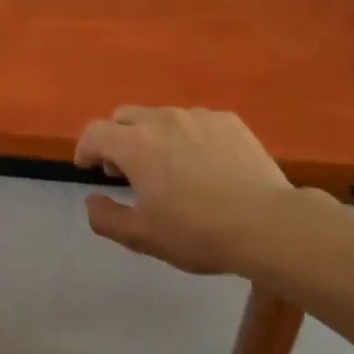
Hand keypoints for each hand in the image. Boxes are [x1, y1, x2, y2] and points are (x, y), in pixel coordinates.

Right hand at [75, 107, 305, 276]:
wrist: (268, 224)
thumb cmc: (198, 233)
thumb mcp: (143, 237)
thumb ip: (106, 218)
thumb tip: (92, 200)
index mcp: (135, 145)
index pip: (94, 132)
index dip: (85, 149)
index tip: (88, 167)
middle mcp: (162, 119)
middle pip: (125, 117)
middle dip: (117, 139)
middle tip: (126, 170)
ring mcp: (198, 116)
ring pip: (162, 117)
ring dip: (153, 137)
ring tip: (169, 168)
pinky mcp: (228, 120)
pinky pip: (195, 122)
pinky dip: (188, 137)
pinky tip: (205, 165)